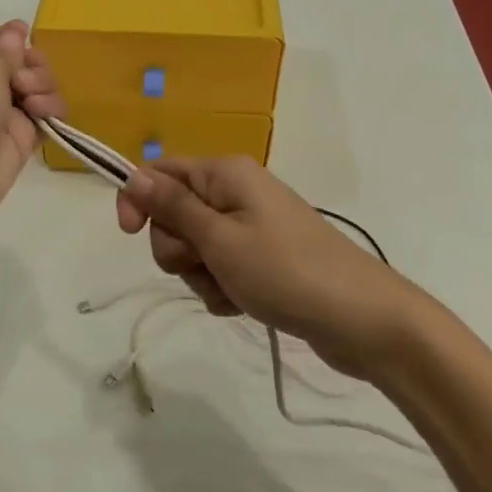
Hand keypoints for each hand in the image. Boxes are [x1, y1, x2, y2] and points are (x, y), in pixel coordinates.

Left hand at [0, 21, 63, 239]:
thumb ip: (7, 52)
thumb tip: (16, 30)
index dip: (12, 39)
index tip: (30, 36)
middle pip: (19, 65)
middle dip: (31, 66)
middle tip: (24, 81)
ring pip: (35, 89)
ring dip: (43, 87)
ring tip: (32, 102)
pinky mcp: (17, 143)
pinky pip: (44, 117)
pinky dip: (51, 111)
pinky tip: (44, 114)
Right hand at [115, 156, 412, 381]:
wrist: (362, 319)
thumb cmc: (285, 271)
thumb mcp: (220, 239)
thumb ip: (173, 207)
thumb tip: (134, 175)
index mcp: (225, 174)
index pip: (160, 171)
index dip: (138, 199)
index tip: (128, 233)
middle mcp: (236, 192)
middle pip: (174, 214)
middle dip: (178, 247)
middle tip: (207, 264)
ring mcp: (250, 227)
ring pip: (194, 248)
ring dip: (201, 274)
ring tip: (232, 289)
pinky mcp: (261, 259)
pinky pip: (219, 269)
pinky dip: (221, 288)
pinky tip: (243, 303)